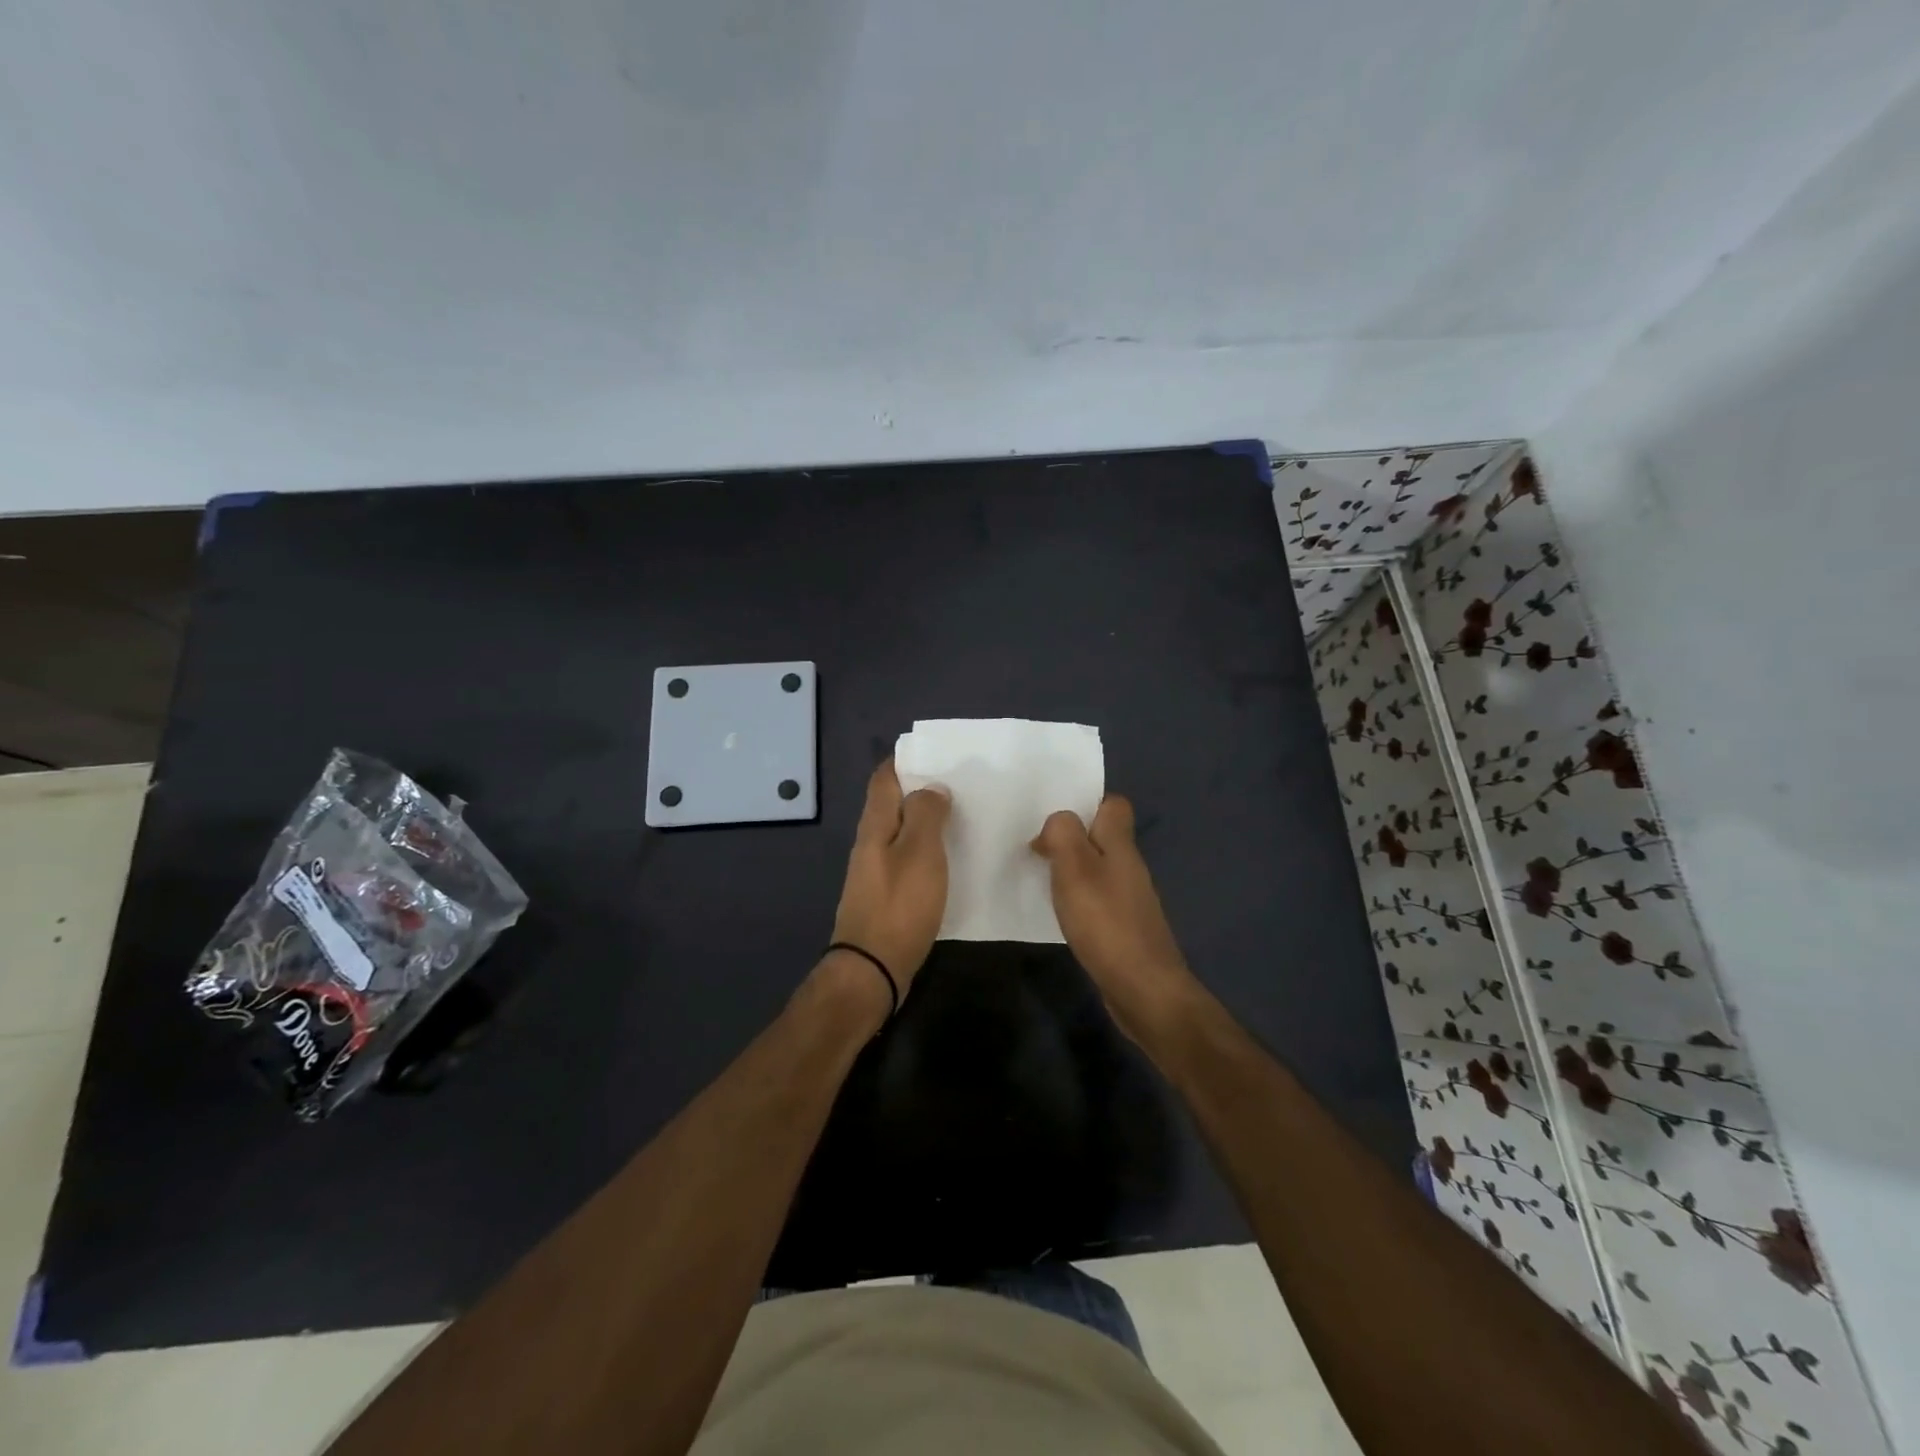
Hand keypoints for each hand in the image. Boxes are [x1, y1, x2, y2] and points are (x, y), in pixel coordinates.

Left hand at [826, 760, 951, 1002]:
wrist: (873, 968)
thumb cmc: (899, 905)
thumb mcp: (920, 853)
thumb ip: (925, 815)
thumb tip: (930, 788)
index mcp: (875, 826)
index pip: (884, 779)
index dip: (903, 760)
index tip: (934, 752)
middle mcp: (870, 843)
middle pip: (892, 804)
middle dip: (920, 789)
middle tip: (959, 783)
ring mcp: (876, 871)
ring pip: (901, 832)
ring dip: (925, 820)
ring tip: (961, 815)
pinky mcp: (886, 895)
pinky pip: (907, 859)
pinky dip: (927, 849)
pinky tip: (950, 857)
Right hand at [1033, 795, 1204, 1043]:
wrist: (1143, 989)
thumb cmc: (1105, 923)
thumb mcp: (1075, 868)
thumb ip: (1063, 834)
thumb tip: (1058, 823)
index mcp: (1121, 846)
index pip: (1114, 806)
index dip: (1087, 805)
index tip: (1055, 822)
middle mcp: (1130, 868)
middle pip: (1103, 838)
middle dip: (1071, 839)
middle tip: (1037, 851)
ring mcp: (1130, 899)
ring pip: (1098, 869)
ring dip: (1072, 871)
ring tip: (1041, 880)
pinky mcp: (1124, 928)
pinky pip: (1098, 899)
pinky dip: (1078, 900)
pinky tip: (1061, 915)